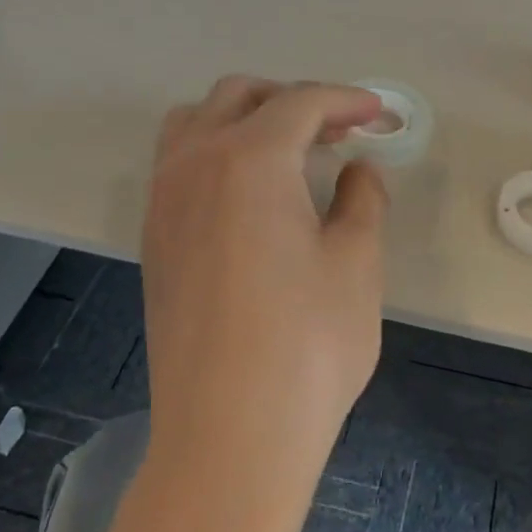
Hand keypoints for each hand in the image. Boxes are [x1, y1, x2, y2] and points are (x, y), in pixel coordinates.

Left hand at [141, 77, 389, 501]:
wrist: (231, 435)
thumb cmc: (309, 344)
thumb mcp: (356, 262)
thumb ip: (362, 199)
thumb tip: (358, 171)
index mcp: (249, 159)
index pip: (300, 103)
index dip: (346, 100)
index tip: (378, 114)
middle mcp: (193, 165)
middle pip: (239, 97)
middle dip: (293, 101)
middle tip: (339, 131)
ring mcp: (163, 202)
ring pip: (195, 123)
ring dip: (244, 119)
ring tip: (288, 153)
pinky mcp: (153, 240)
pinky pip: (178, 165)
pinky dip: (216, 153)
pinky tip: (251, 196)